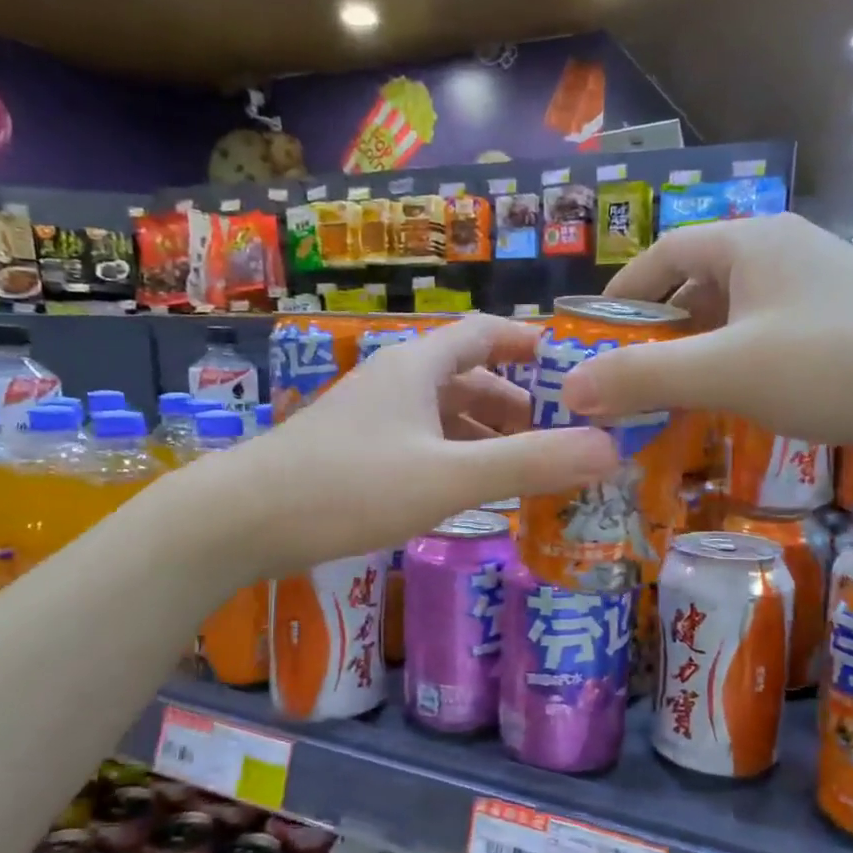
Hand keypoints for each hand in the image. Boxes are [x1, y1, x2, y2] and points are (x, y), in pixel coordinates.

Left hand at [242, 314, 617, 572]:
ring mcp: (368, 418)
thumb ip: (528, 464)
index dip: (528, 342)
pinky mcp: (351, 453)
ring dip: (482, 435)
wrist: (243, 519)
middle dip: (513, 402)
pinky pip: (417, 444)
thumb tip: (609, 450)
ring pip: (440, 415)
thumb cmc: (350, 486)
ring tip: (522, 467)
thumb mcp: (448, 477)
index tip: (570, 363)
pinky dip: (450, 458)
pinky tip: (464, 491)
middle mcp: (393, 381)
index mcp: (417, 367)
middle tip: (557, 433)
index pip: (484, 333)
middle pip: (465, 377)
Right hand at [561, 213, 852, 457]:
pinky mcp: (841, 327)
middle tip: (622, 383)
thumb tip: (569, 389)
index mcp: (751, 242)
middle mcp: (782, 254)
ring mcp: (816, 291)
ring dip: (693, 356)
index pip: (662, 253)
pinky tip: (726, 407)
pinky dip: (733, 369)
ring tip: (664, 402)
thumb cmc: (840, 364)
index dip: (621, 295)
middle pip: (695, 285)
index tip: (591, 340)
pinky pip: (764, 340)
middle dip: (654, 334)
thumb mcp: (728, 372)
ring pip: (731, 318)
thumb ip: (644, 378)